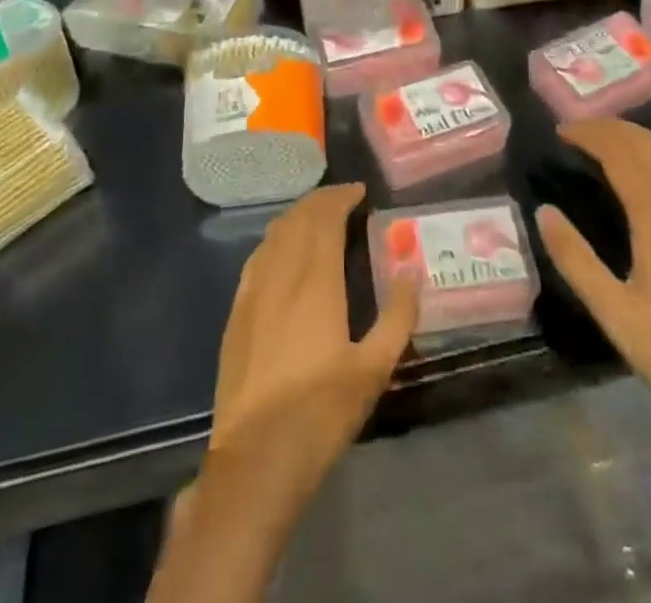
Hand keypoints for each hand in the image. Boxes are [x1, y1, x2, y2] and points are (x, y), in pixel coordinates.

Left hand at [205, 183, 419, 522]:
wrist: (256, 458)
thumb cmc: (321, 412)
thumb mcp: (374, 368)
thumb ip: (398, 316)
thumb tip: (412, 271)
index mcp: (316, 279)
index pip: (325, 217)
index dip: (342, 197)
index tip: (361, 192)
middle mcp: (281, 272)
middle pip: (298, 218)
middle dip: (322, 201)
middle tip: (345, 200)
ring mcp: (253, 290)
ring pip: (275, 233)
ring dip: (298, 216)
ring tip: (319, 219)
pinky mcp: (237, 311)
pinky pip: (258, 256)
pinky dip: (277, 240)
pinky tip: (285, 253)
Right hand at [535, 119, 650, 462]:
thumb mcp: (614, 314)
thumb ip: (575, 259)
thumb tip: (544, 211)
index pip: (621, 154)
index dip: (590, 135)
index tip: (560, 131)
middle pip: (648, 147)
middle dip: (611, 129)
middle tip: (576, 131)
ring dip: (637, 139)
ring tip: (606, 141)